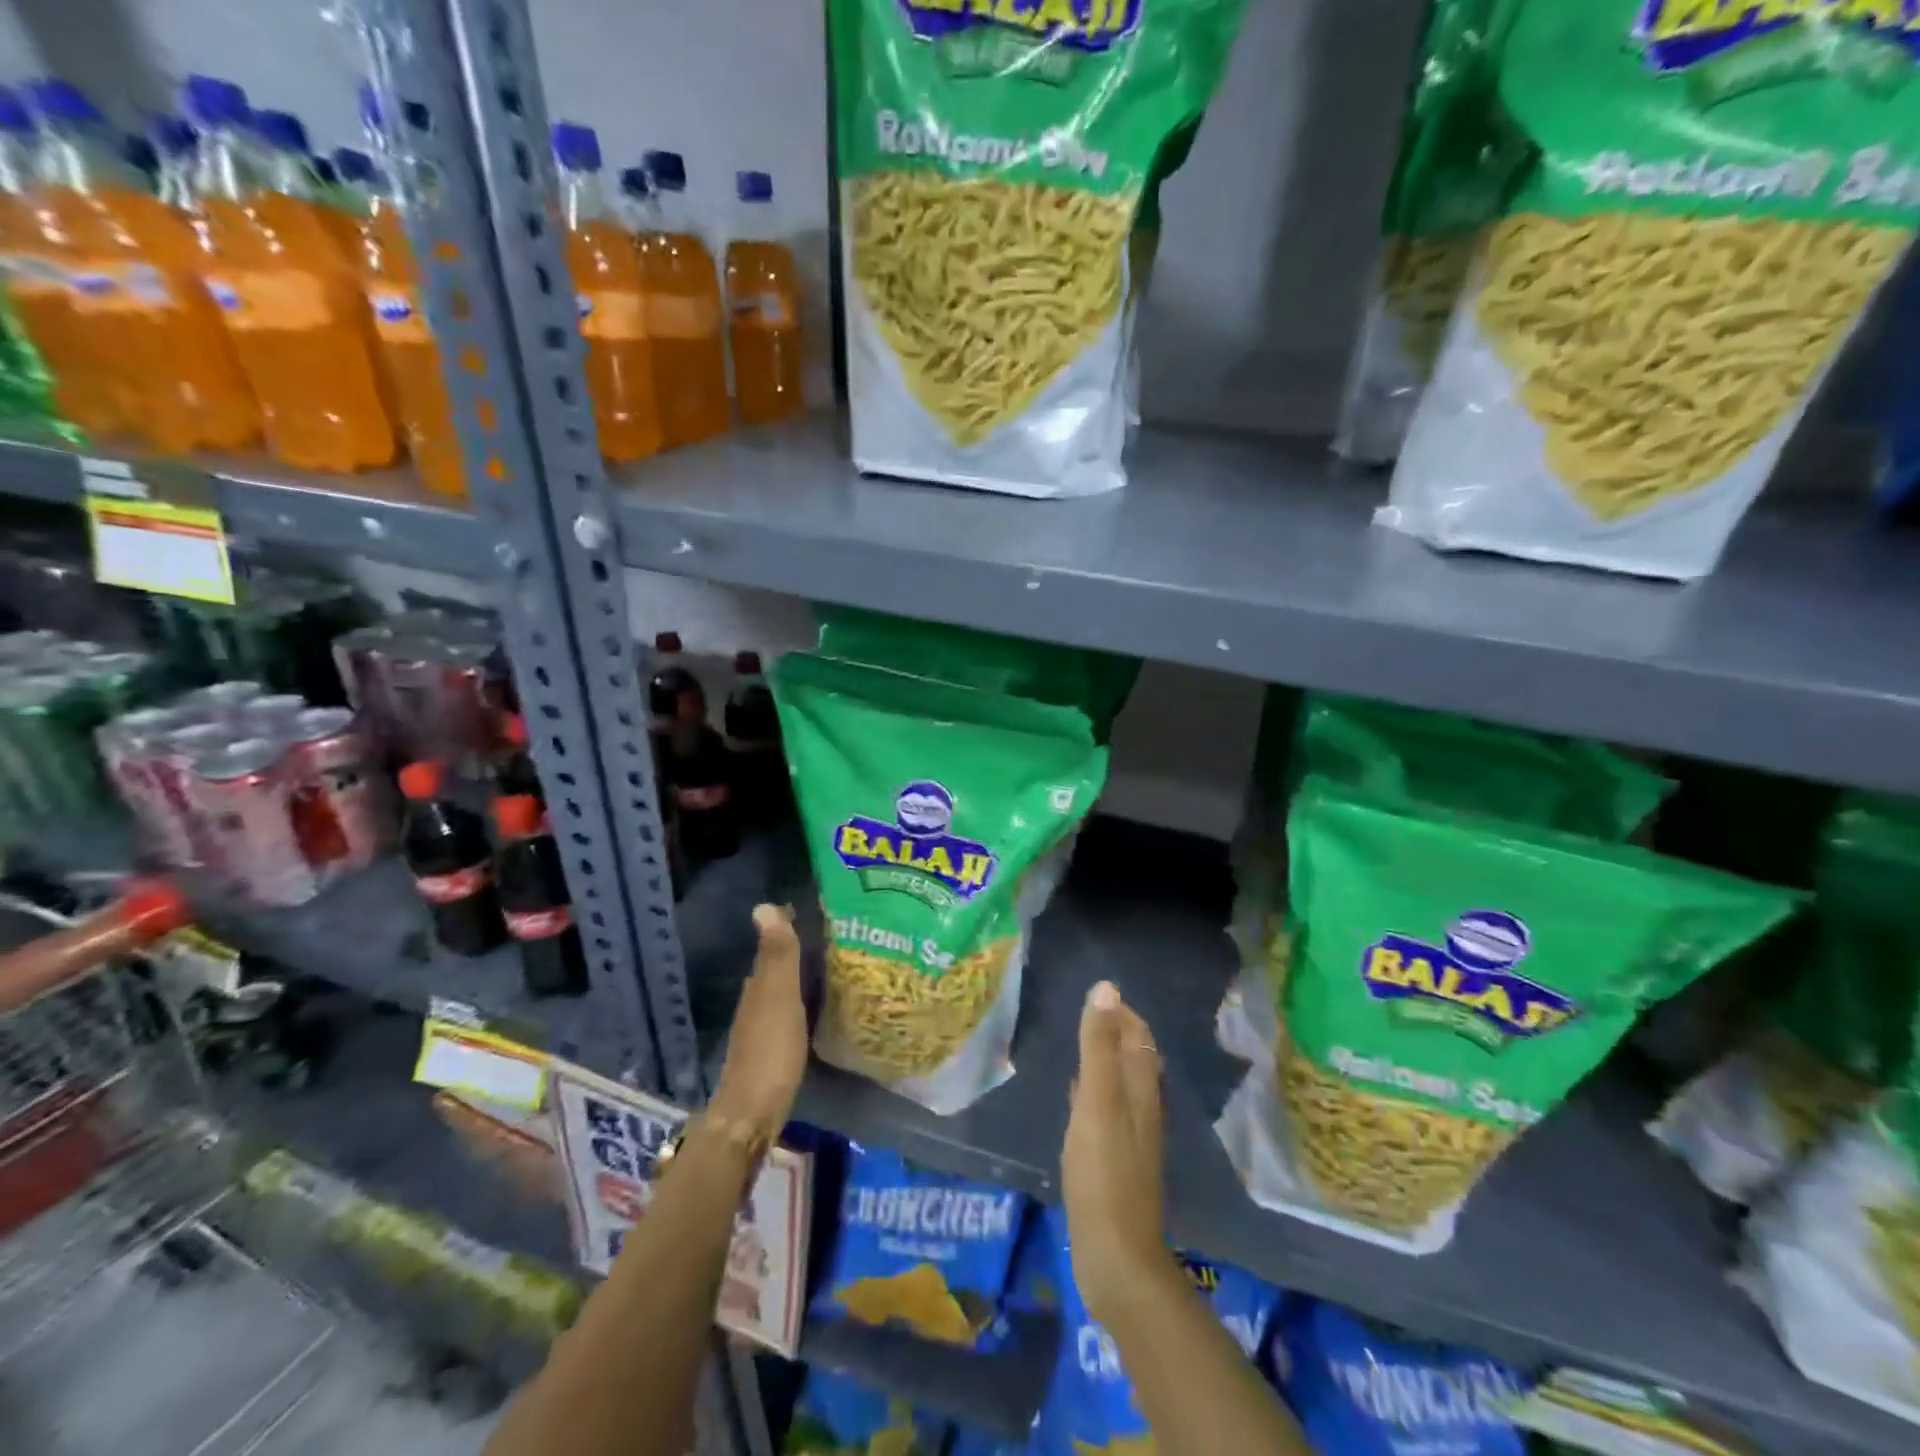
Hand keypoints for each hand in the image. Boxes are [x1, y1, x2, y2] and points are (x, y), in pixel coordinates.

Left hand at [711, 905, 807, 1140]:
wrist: (751, 1116)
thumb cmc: (770, 1052)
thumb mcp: (780, 998)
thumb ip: (777, 956)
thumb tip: (764, 905)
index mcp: (758, 987)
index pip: (772, 946)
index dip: (787, 927)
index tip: (813, 911)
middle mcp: (754, 1003)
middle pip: (774, 969)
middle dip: (796, 951)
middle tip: (832, 936)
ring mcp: (759, 1030)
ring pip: (780, 992)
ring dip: (798, 978)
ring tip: (830, 968)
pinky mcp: (769, 1053)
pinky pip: (786, 1015)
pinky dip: (799, 1004)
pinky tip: (816, 1010)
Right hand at [1062, 980, 1168, 1325]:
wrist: (1115, 1255)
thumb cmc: (1103, 1171)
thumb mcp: (1096, 1100)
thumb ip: (1099, 1046)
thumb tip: (1107, 988)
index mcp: (1142, 1090)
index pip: (1139, 1037)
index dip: (1122, 1013)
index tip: (1096, 994)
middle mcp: (1143, 1109)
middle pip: (1134, 1058)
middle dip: (1114, 1032)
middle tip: (1083, 1014)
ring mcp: (1131, 1138)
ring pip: (1121, 1085)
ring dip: (1104, 1061)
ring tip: (1078, 1045)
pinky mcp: (1115, 1162)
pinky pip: (1107, 1112)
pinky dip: (1094, 1092)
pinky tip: (1075, 1097)